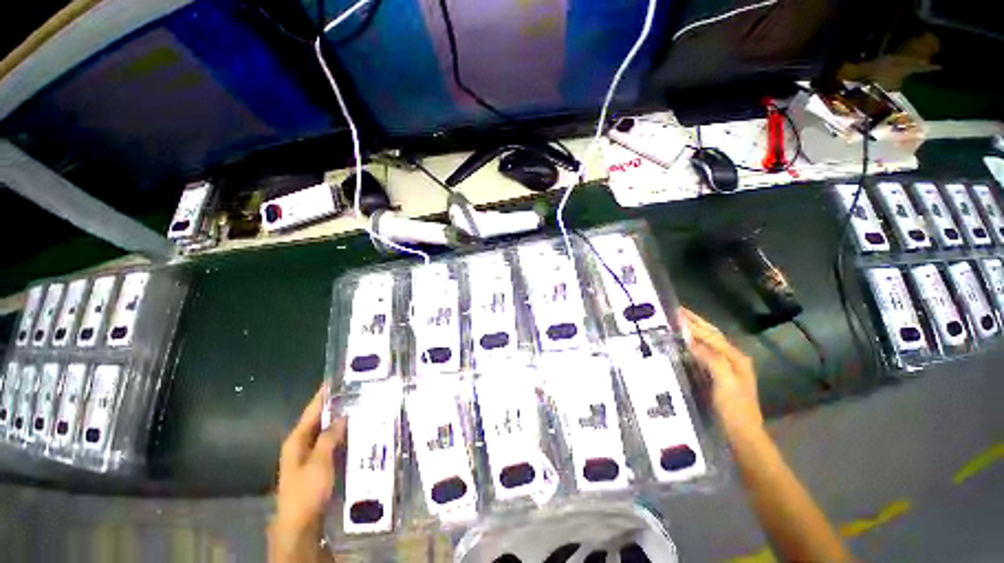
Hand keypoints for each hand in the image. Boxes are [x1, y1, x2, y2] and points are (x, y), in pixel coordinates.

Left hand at [269, 385, 345, 562]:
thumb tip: (342, 415)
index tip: (336, 379)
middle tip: (357, 392)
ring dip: (340, 421)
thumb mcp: (320, 462)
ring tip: (361, 407)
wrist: (301, 524)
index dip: (323, 395)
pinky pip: (331, 444)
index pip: (312, 410)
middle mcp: (301, 445)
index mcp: (297, 440)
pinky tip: (356, 432)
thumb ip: (330, 437)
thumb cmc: (307, 491)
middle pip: (319, 419)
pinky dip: (342, 435)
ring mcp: (309, 456)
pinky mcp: (318, 466)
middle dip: (336, 405)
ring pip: (326, 432)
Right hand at [682, 308, 762, 434]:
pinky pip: (704, 354)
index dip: (694, 325)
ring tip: (677, 322)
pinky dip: (693, 344)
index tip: (677, 313)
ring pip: (708, 343)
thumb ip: (712, 360)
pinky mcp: (718, 376)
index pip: (712, 336)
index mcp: (736, 358)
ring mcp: (726, 368)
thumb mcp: (725, 384)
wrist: (742, 435)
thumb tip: (692, 342)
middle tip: (677, 311)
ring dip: (694, 331)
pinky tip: (683, 343)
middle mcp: (732, 359)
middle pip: (712, 335)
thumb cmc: (735, 409)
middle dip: (696, 322)